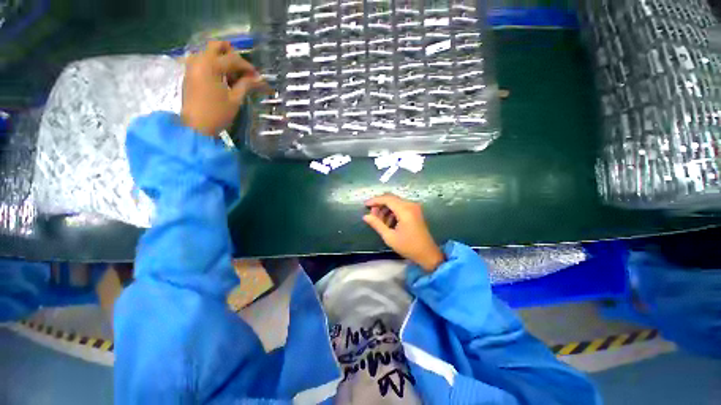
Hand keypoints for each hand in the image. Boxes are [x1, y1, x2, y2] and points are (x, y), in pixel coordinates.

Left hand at [181, 41, 267, 135]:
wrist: (196, 127)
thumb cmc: (217, 113)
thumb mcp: (235, 99)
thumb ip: (246, 85)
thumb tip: (259, 79)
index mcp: (211, 65)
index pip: (233, 59)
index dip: (248, 67)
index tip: (257, 77)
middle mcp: (199, 60)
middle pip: (217, 46)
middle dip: (232, 55)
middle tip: (242, 70)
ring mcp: (192, 66)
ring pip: (209, 53)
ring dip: (222, 60)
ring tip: (233, 78)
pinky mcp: (189, 74)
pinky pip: (203, 61)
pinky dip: (214, 66)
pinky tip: (222, 81)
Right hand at [364, 193, 444, 271]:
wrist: (427, 253)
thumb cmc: (408, 246)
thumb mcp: (389, 237)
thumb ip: (377, 224)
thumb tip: (365, 216)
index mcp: (405, 210)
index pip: (387, 199)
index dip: (375, 200)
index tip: (365, 205)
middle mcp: (410, 205)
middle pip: (391, 198)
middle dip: (380, 205)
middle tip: (372, 215)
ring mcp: (414, 207)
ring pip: (395, 202)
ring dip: (385, 209)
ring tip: (379, 221)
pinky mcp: (415, 211)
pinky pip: (400, 206)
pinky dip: (392, 211)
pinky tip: (388, 222)